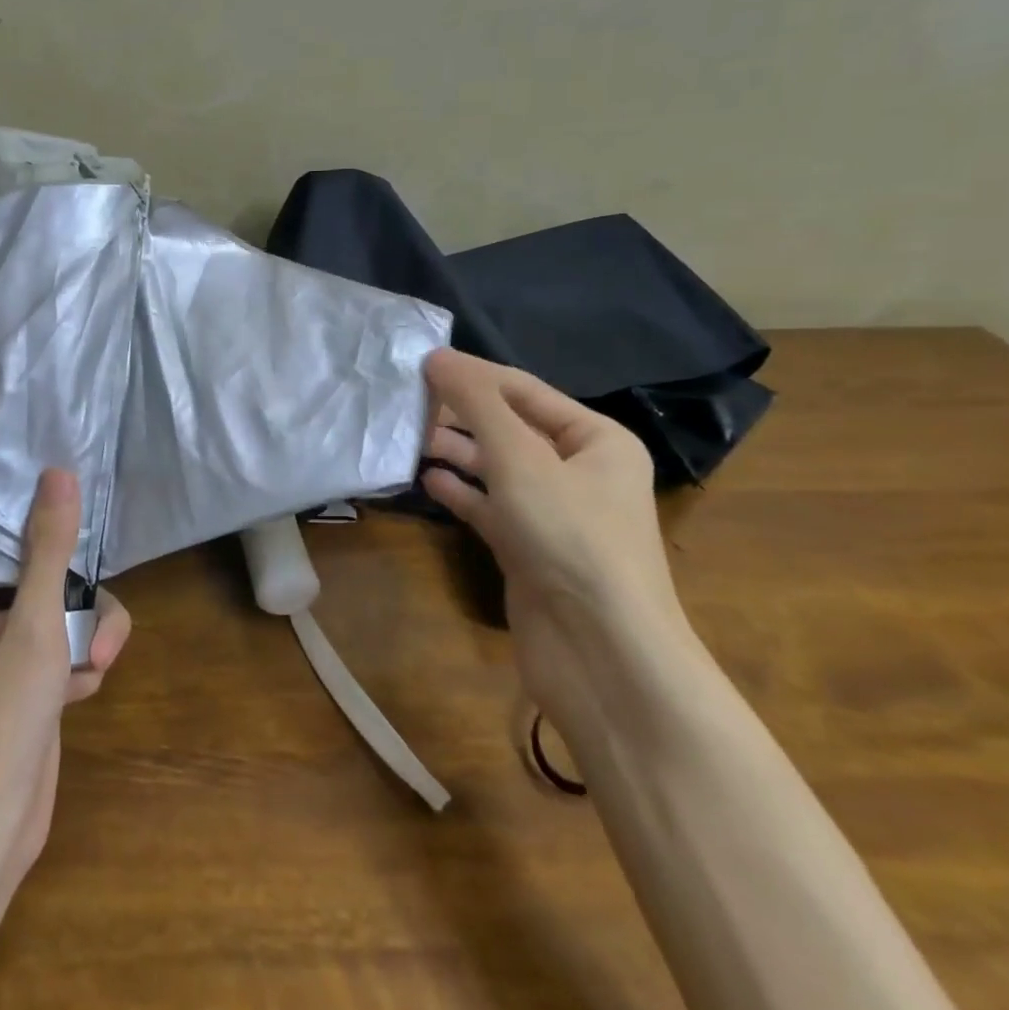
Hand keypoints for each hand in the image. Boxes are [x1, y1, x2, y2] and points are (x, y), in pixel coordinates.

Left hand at [0, 469, 130, 883]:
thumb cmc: (3, 711)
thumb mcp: (37, 620)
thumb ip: (50, 547)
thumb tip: (59, 472)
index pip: (8, 532)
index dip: (46, 524)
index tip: (80, 525)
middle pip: (57, 574)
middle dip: (85, 609)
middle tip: (91, 643)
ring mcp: (13, 647)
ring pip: (73, 612)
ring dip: (90, 641)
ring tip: (87, 675)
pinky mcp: (35, 678)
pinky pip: (74, 646)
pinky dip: (82, 667)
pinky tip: (75, 698)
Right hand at [421, 349, 685, 722]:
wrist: (601, 653)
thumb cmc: (569, 537)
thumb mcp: (520, 458)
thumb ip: (476, 404)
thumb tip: (437, 357)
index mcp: (596, 440)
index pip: (525, 390)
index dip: (473, 374)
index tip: (419, 361)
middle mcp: (579, 471)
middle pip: (509, 427)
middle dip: (461, 415)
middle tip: (407, 403)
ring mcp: (554, 513)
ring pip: (497, 468)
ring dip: (456, 453)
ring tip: (410, 439)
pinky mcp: (529, 548)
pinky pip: (490, 507)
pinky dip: (461, 492)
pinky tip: (427, 481)